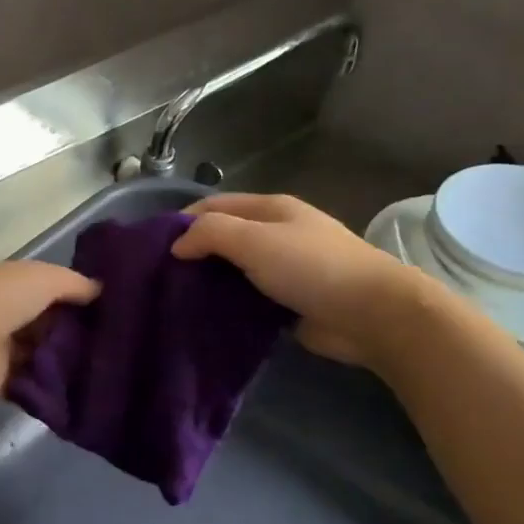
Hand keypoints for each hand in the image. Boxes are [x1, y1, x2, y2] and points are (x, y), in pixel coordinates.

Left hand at [0, 261, 99, 401]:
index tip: (110, 306)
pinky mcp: (1, 382)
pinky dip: (54, 384)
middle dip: (75, 329)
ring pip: (42, 352)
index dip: (75, 295)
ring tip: (108, 366)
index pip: (46, 287)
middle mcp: (1, 314)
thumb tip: (101, 290)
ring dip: (67, 358)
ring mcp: (0, 349)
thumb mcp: (40, 278)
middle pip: (46, 321)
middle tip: (116, 341)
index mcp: (5, 283)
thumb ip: (72, 282)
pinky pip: (35, 382)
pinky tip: (86, 386)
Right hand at [172, 193, 433, 365]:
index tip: (152, 247)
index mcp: (270, 209)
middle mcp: (276, 234)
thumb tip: (177, 245)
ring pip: (233, 270)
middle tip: (158, 277)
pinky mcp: (287, 302)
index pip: (214, 205)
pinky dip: (226, 304)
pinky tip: (204, 317)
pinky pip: (246, 298)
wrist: (372, 314)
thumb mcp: (255, 240)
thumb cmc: (311, 267)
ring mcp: (283, 269)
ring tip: (173, 300)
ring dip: (207, 282)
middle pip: (223, 237)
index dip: (182, 220)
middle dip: (192, 253)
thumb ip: (211, 234)